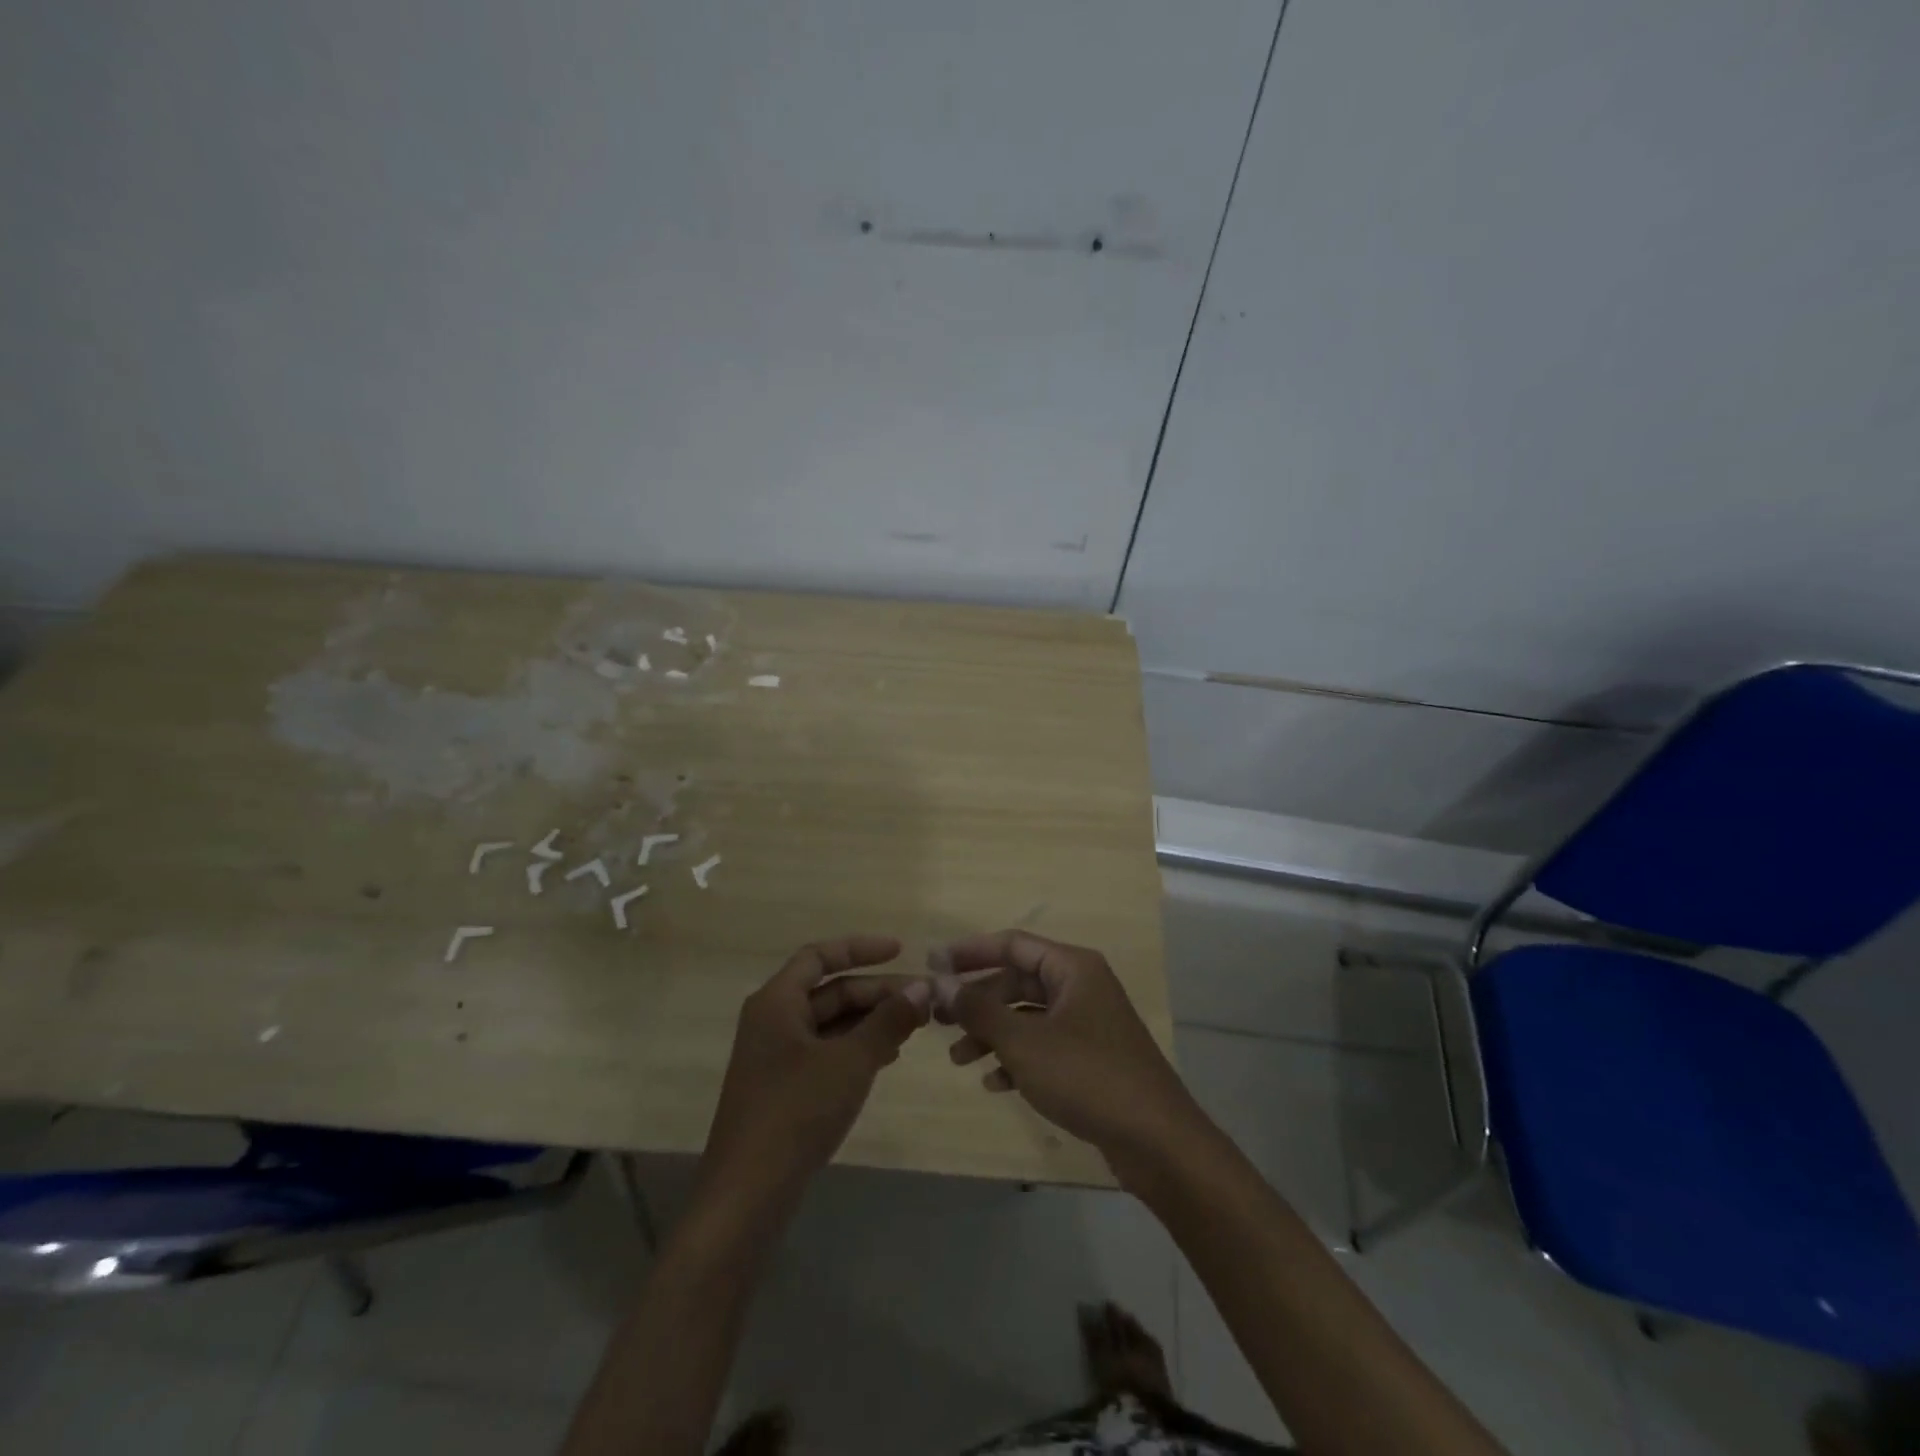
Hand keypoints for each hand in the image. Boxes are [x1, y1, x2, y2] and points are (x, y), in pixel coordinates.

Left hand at [702, 936, 929, 1201]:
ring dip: (871, 1021)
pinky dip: (857, 1048)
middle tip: (922, 1001)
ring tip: (913, 1028)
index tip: (902, 951)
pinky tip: (887, 1057)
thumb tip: (923, 988)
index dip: (860, 948)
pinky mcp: (784, 1088)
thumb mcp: (850, 1061)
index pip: (819, 956)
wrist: (747, 1195)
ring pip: (831, 1024)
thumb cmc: (796, 1112)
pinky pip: (826, 1052)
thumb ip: (888, 1021)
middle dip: (876, 992)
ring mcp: (776, 1057)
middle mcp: (773, 1021)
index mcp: (777, 1002)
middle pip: (830, 991)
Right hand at [935, 931, 1202, 1179]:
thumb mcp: (1023, 1041)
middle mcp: (1081, 987)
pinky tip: (994, 1084)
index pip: (1012, 944)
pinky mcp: (1091, 1060)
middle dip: (977, 1001)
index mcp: (1073, 968)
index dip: (970, 952)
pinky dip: (1016, 1059)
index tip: (932, 964)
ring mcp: (1088, 1024)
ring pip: (1028, 1017)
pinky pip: (1043, 1047)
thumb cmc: (1086, 1076)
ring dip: (991, 1034)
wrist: (1156, 1141)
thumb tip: (940, 981)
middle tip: (937, 1019)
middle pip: (1017, 981)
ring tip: (957, 1059)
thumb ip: (978, 1009)